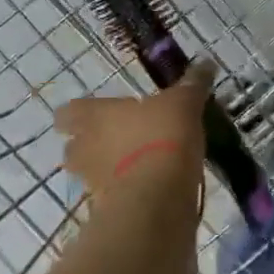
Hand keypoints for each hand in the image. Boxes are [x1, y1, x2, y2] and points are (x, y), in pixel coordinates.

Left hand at [54, 60, 214, 198]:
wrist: (158, 199)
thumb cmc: (162, 137)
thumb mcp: (184, 103)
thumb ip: (192, 84)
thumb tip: (206, 63)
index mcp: (95, 116)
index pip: (67, 112)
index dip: (78, 113)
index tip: (96, 113)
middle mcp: (85, 148)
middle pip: (73, 146)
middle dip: (91, 144)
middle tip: (118, 139)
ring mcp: (92, 183)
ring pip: (90, 174)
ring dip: (107, 170)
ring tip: (136, 165)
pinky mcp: (108, 211)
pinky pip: (111, 197)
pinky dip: (125, 193)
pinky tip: (149, 188)